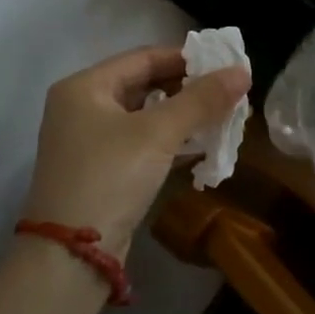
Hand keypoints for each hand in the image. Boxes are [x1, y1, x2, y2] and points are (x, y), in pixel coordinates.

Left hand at [21, 46, 249, 252]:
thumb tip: (243, 72)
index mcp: (85, 87)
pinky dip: (171, 140)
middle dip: (189, 89)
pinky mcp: (102, 171)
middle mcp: (82, 107)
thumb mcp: (158, 133)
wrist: (71, 256)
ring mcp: (90, 142)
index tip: (226, 64)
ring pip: (146, 116)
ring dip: (184, 116)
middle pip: (145, 85)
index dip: (187, 58)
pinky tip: (203, 145)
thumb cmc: (110, 177)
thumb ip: (202, 100)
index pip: (144, 57)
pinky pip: (142, 143)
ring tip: (224, 116)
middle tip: (230, 92)